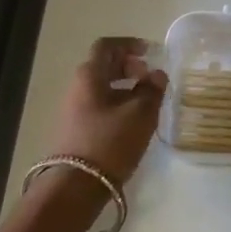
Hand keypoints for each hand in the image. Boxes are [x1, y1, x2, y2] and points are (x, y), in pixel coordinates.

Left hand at [48, 37, 168, 187]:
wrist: (76, 186)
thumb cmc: (110, 141)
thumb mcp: (140, 114)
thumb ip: (152, 90)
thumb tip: (157, 75)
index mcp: (89, 75)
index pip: (107, 46)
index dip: (129, 45)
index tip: (150, 52)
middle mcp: (77, 87)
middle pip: (103, 66)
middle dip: (129, 67)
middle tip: (151, 78)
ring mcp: (74, 110)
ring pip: (102, 88)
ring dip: (125, 88)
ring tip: (148, 102)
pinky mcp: (76, 130)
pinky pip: (99, 106)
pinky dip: (118, 105)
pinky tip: (134, 122)